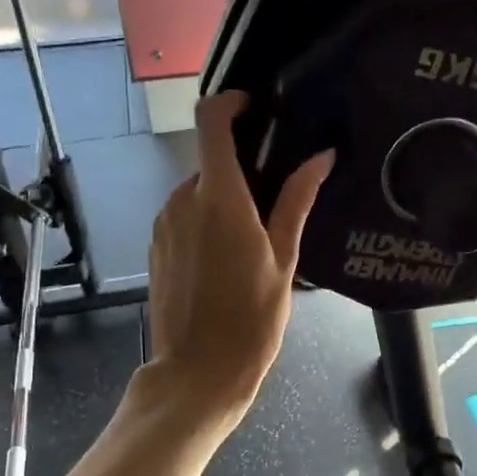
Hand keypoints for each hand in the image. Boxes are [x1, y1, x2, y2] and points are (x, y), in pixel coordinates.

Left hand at [143, 92, 333, 426]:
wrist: (198, 372)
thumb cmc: (252, 318)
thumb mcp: (285, 259)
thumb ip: (297, 200)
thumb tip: (321, 156)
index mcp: (219, 197)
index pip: (211, 120)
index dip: (232, 103)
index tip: (258, 110)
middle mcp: (183, 200)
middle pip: (211, 161)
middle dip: (241, 170)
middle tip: (275, 201)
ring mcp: (164, 223)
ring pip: (198, 191)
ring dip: (224, 199)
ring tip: (254, 240)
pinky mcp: (156, 246)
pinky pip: (184, 216)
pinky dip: (205, 221)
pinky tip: (226, 260)